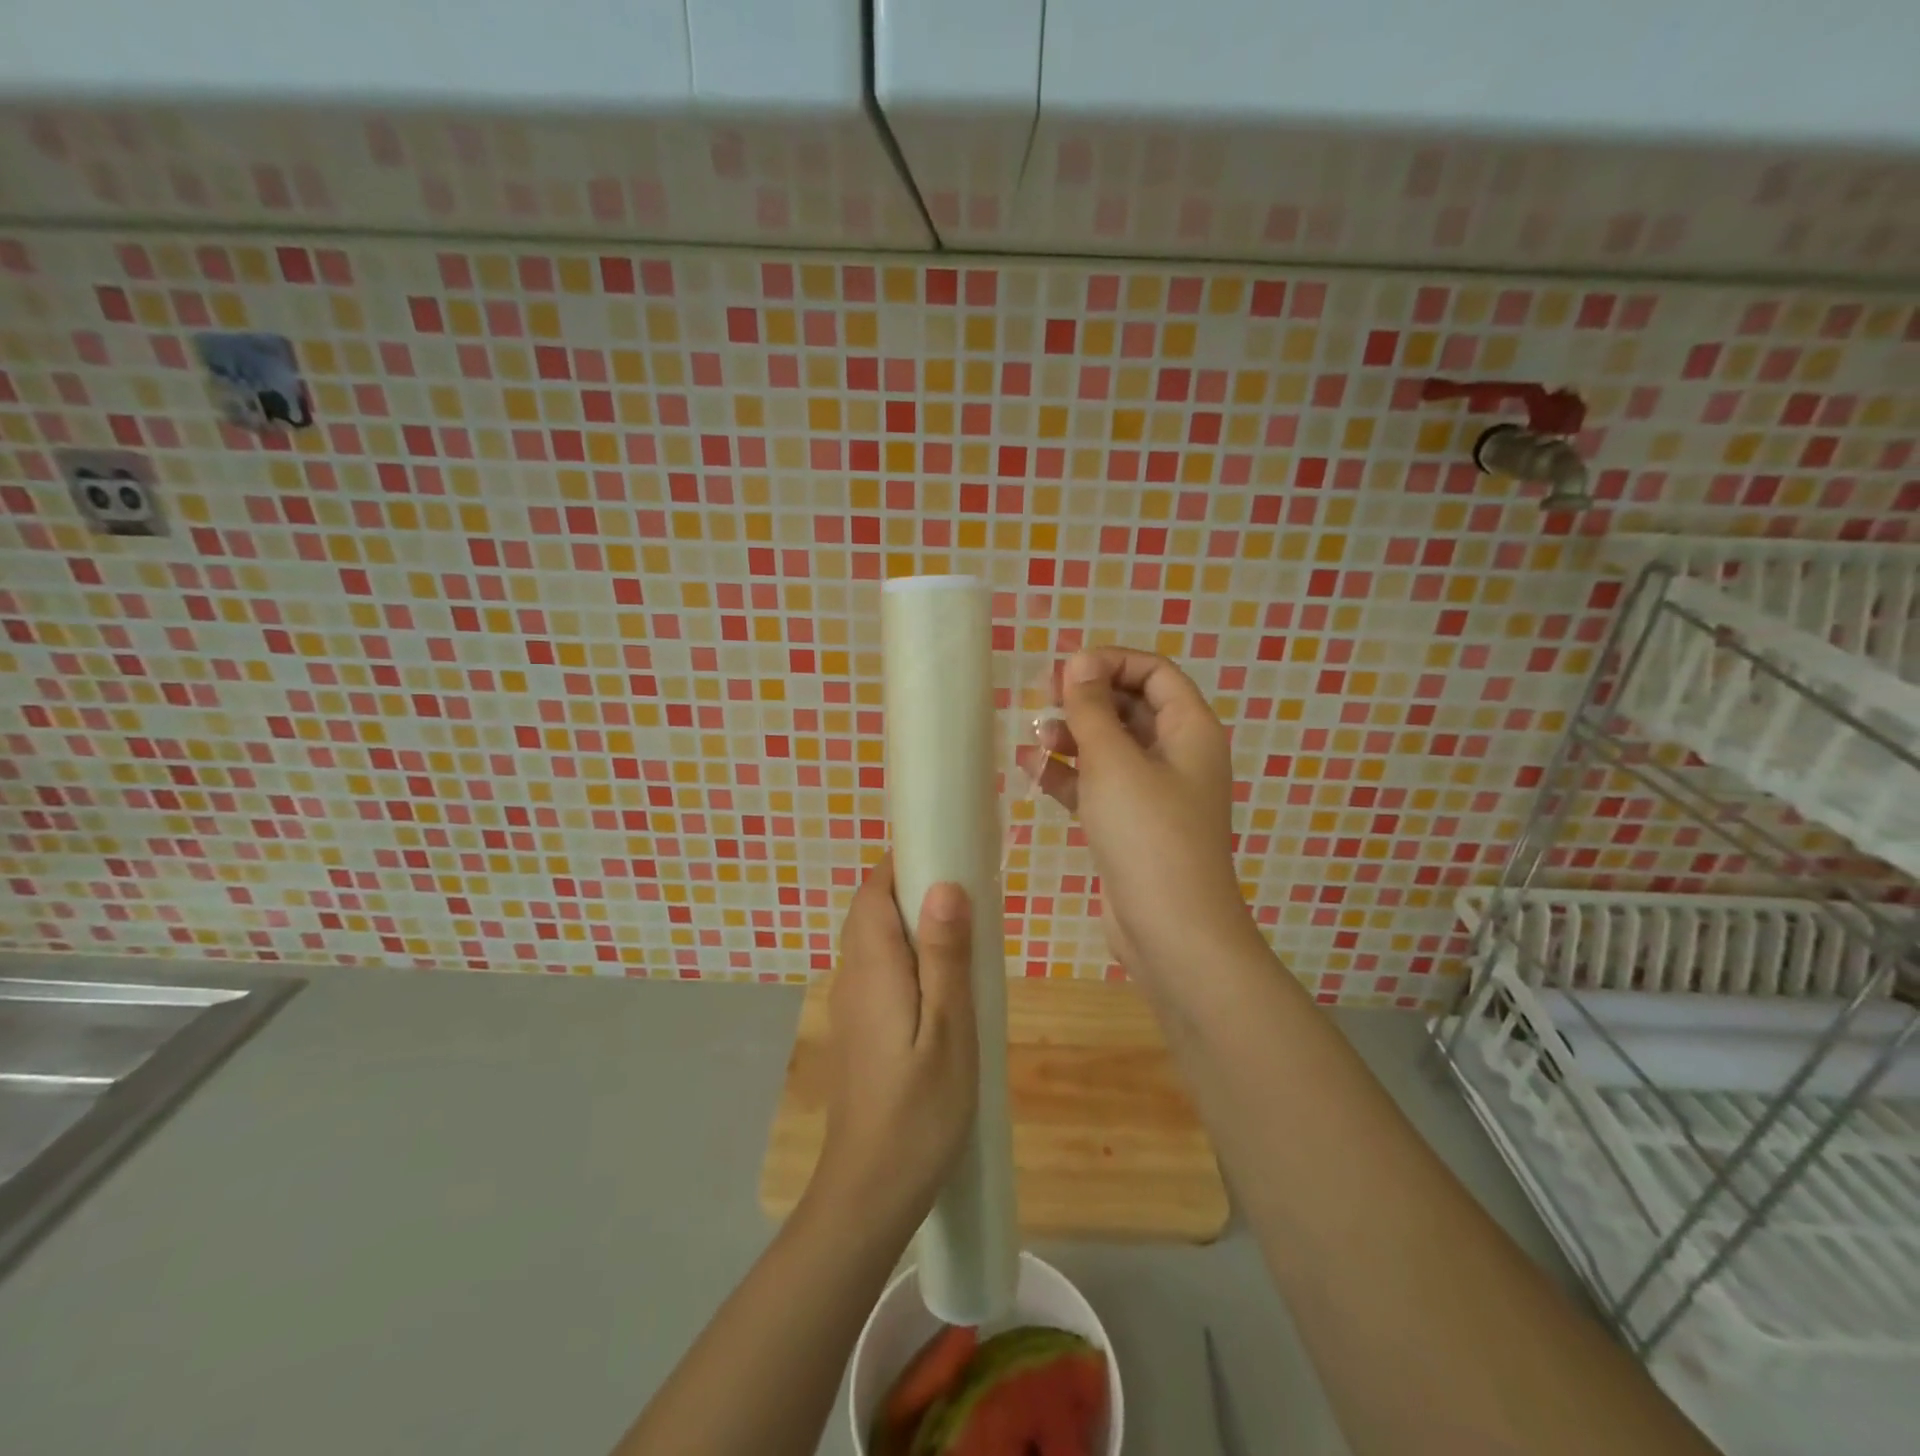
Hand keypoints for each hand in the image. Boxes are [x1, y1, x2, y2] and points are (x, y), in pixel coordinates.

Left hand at [816, 856, 977, 1223]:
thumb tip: (943, 883)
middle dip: (912, 888)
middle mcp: (853, 977)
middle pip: (872, 911)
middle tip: (969, 892)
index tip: (947, 851)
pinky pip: (881, 969)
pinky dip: (908, 955)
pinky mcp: (861, 1029)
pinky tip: (945, 981)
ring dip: (912, 922)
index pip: (872, 891)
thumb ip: (944, 956)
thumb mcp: (949, 1030)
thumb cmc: (920, 1111)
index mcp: (872, 967)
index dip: (902, 862)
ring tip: (965, 932)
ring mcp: (853, 1005)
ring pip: (876, 941)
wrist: (872, 1191)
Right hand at [1019, 648, 1257, 980]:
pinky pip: (1098, 785)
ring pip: (1111, 748)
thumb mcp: (1114, 762)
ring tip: (1036, 739)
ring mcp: (1154, 794)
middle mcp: (1177, 756)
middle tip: (1041, 700)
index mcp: (1190, 730)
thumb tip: (1080, 661)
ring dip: (1074, 737)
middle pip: (1131, 707)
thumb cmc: (1148, 834)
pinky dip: (1069, 775)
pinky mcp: (1131, 826)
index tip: (1066, 671)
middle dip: (1086, 699)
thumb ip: (1092, 708)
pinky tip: (1033, 770)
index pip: (1155, 673)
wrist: (1171, 931)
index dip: (1111, 663)